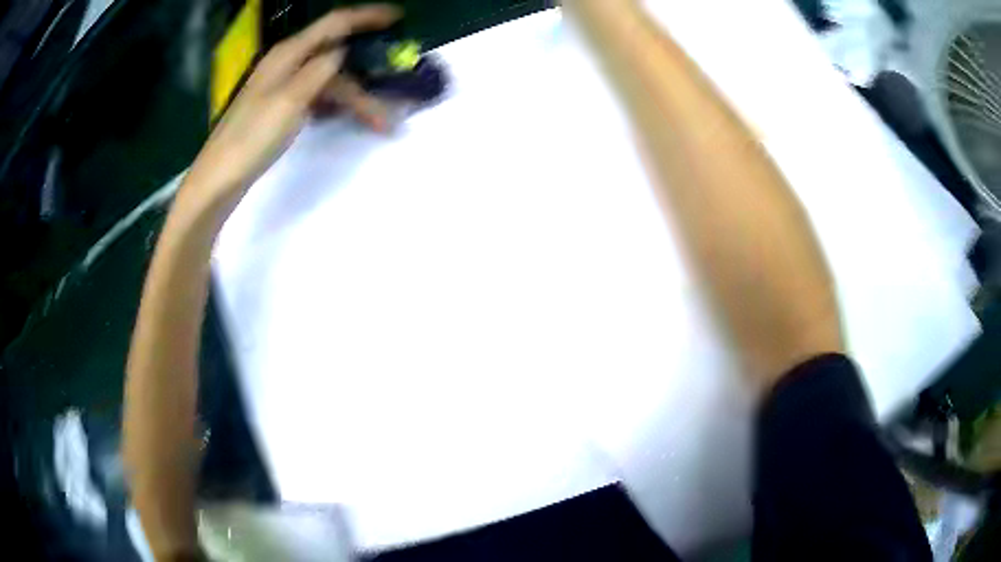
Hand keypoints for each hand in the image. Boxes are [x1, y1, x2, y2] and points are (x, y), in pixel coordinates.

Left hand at [179, 4, 400, 213]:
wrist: (219, 178)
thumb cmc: (251, 139)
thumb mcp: (290, 100)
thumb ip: (319, 70)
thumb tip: (344, 50)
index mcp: (289, 54)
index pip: (335, 23)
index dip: (367, 16)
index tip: (398, 17)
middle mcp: (287, 63)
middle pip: (337, 59)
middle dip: (367, 77)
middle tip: (390, 104)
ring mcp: (282, 86)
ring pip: (329, 81)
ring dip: (355, 98)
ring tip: (378, 123)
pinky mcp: (280, 107)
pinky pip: (318, 96)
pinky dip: (336, 105)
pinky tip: (347, 119)